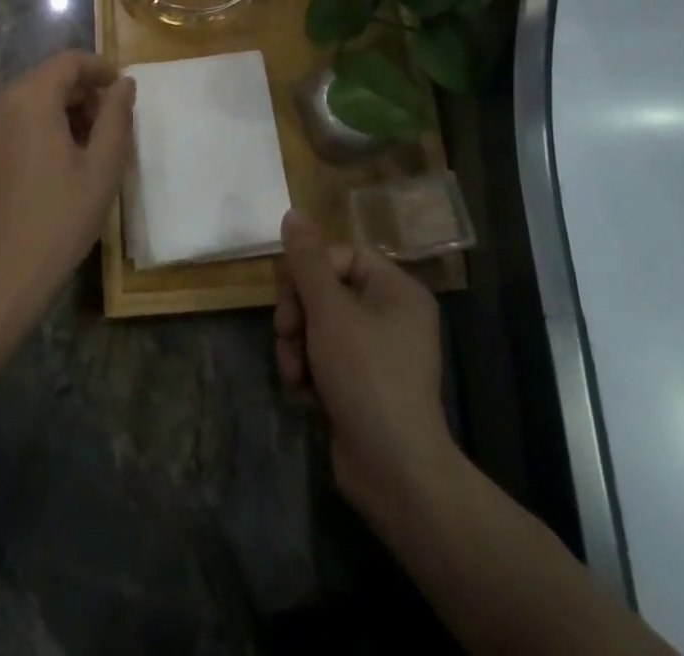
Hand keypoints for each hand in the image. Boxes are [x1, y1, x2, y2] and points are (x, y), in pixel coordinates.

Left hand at [0, 51, 135, 332]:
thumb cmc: (57, 222)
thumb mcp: (101, 169)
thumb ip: (116, 117)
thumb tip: (124, 83)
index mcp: (28, 98)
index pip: (69, 61)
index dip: (100, 69)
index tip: (122, 91)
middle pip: (47, 79)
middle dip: (81, 96)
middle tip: (107, 130)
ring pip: (27, 101)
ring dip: (58, 113)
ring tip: (83, 152)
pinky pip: (8, 122)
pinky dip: (33, 129)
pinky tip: (50, 167)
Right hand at [274, 210, 452, 523]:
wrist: (394, 472)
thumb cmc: (366, 376)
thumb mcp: (330, 311)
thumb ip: (307, 261)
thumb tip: (293, 212)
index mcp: (396, 290)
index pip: (342, 256)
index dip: (309, 272)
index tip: (289, 297)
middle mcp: (391, 315)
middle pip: (326, 291)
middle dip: (298, 315)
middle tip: (287, 337)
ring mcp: (378, 353)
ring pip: (319, 327)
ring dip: (298, 347)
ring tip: (296, 375)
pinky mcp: (363, 385)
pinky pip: (325, 359)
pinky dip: (309, 372)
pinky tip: (305, 395)